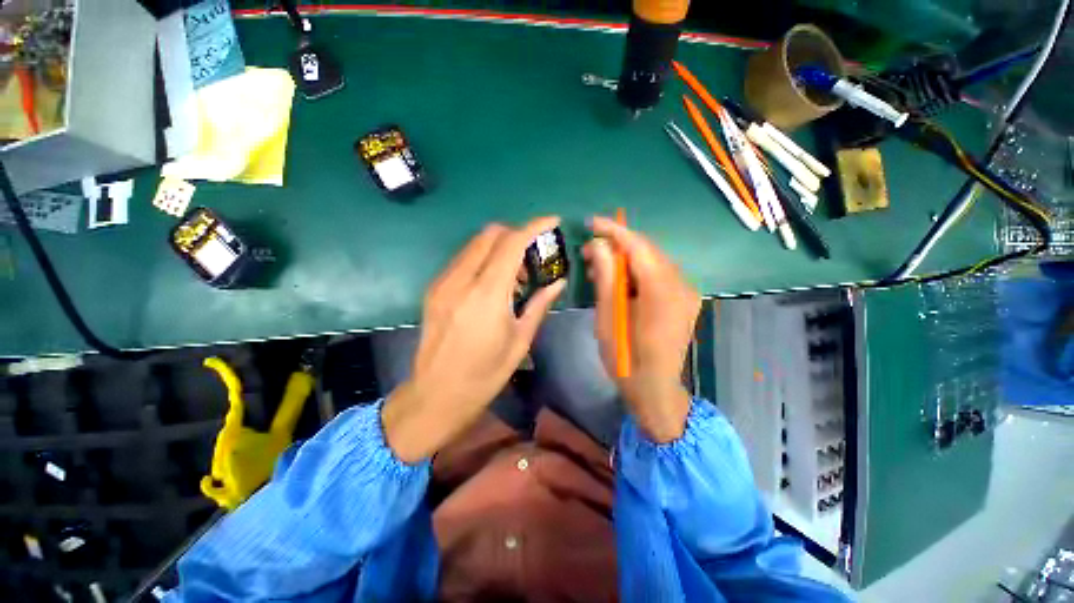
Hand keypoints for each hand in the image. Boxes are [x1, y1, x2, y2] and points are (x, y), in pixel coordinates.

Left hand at [382, 218, 565, 462]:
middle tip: (532, 255)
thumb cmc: (485, 373)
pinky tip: (492, 283)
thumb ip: (539, 304)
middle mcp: (461, 280)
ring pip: (475, 244)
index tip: (552, 221)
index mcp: (487, 294)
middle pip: (490, 234)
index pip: (511, 243)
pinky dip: (483, 259)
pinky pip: (463, 259)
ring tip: (514, 275)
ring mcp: (443, 282)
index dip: (534, 226)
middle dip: (516, 234)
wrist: (437, 395)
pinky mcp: (434, 289)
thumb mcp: (520, 340)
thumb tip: (558, 281)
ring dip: (499, 247)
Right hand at [583, 216, 700, 442]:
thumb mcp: (609, 317)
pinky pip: (658, 274)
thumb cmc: (626, 358)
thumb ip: (606, 277)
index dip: (614, 230)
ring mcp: (687, 292)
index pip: (638, 247)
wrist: (655, 389)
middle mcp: (682, 285)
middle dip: (617, 245)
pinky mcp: (684, 299)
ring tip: (598, 267)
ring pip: (652, 261)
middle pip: (648, 251)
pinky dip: (636, 272)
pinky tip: (618, 280)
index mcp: (663, 292)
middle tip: (589, 250)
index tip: (591, 222)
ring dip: (625, 259)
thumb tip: (598, 245)